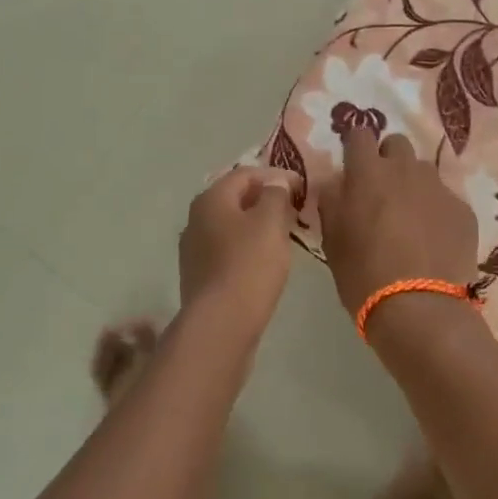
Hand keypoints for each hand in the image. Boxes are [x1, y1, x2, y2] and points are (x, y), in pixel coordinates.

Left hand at [178, 167, 298, 332]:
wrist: (220, 325)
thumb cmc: (249, 265)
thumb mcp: (271, 222)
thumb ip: (276, 194)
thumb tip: (276, 182)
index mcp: (211, 198)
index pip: (246, 174)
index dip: (277, 176)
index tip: (303, 189)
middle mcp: (196, 218)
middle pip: (236, 199)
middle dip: (266, 201)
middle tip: (294, 211)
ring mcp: (194, 249)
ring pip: (231, 226)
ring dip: (257, 226)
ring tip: (284, 237)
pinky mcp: (199, 276)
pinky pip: (227, 251)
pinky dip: (247, 249)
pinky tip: (264, 263)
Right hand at [316, 130, 477, 320]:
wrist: (420, 309)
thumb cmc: (363, 274)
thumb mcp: (332, 240)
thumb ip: (333, 202)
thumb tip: (338, 184)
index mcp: (367, 173)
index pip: (359, 134)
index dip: (355, 147)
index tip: (353, 166)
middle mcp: (405, 169)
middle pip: (396, 144)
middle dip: (388, 160)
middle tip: (382, 192)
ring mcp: (438, 188)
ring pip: (423, 171)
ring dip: (413, 185)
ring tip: (410, 219)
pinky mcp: (463, 210)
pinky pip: (445, 199)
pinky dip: (437, 212)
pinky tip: (433, 241)